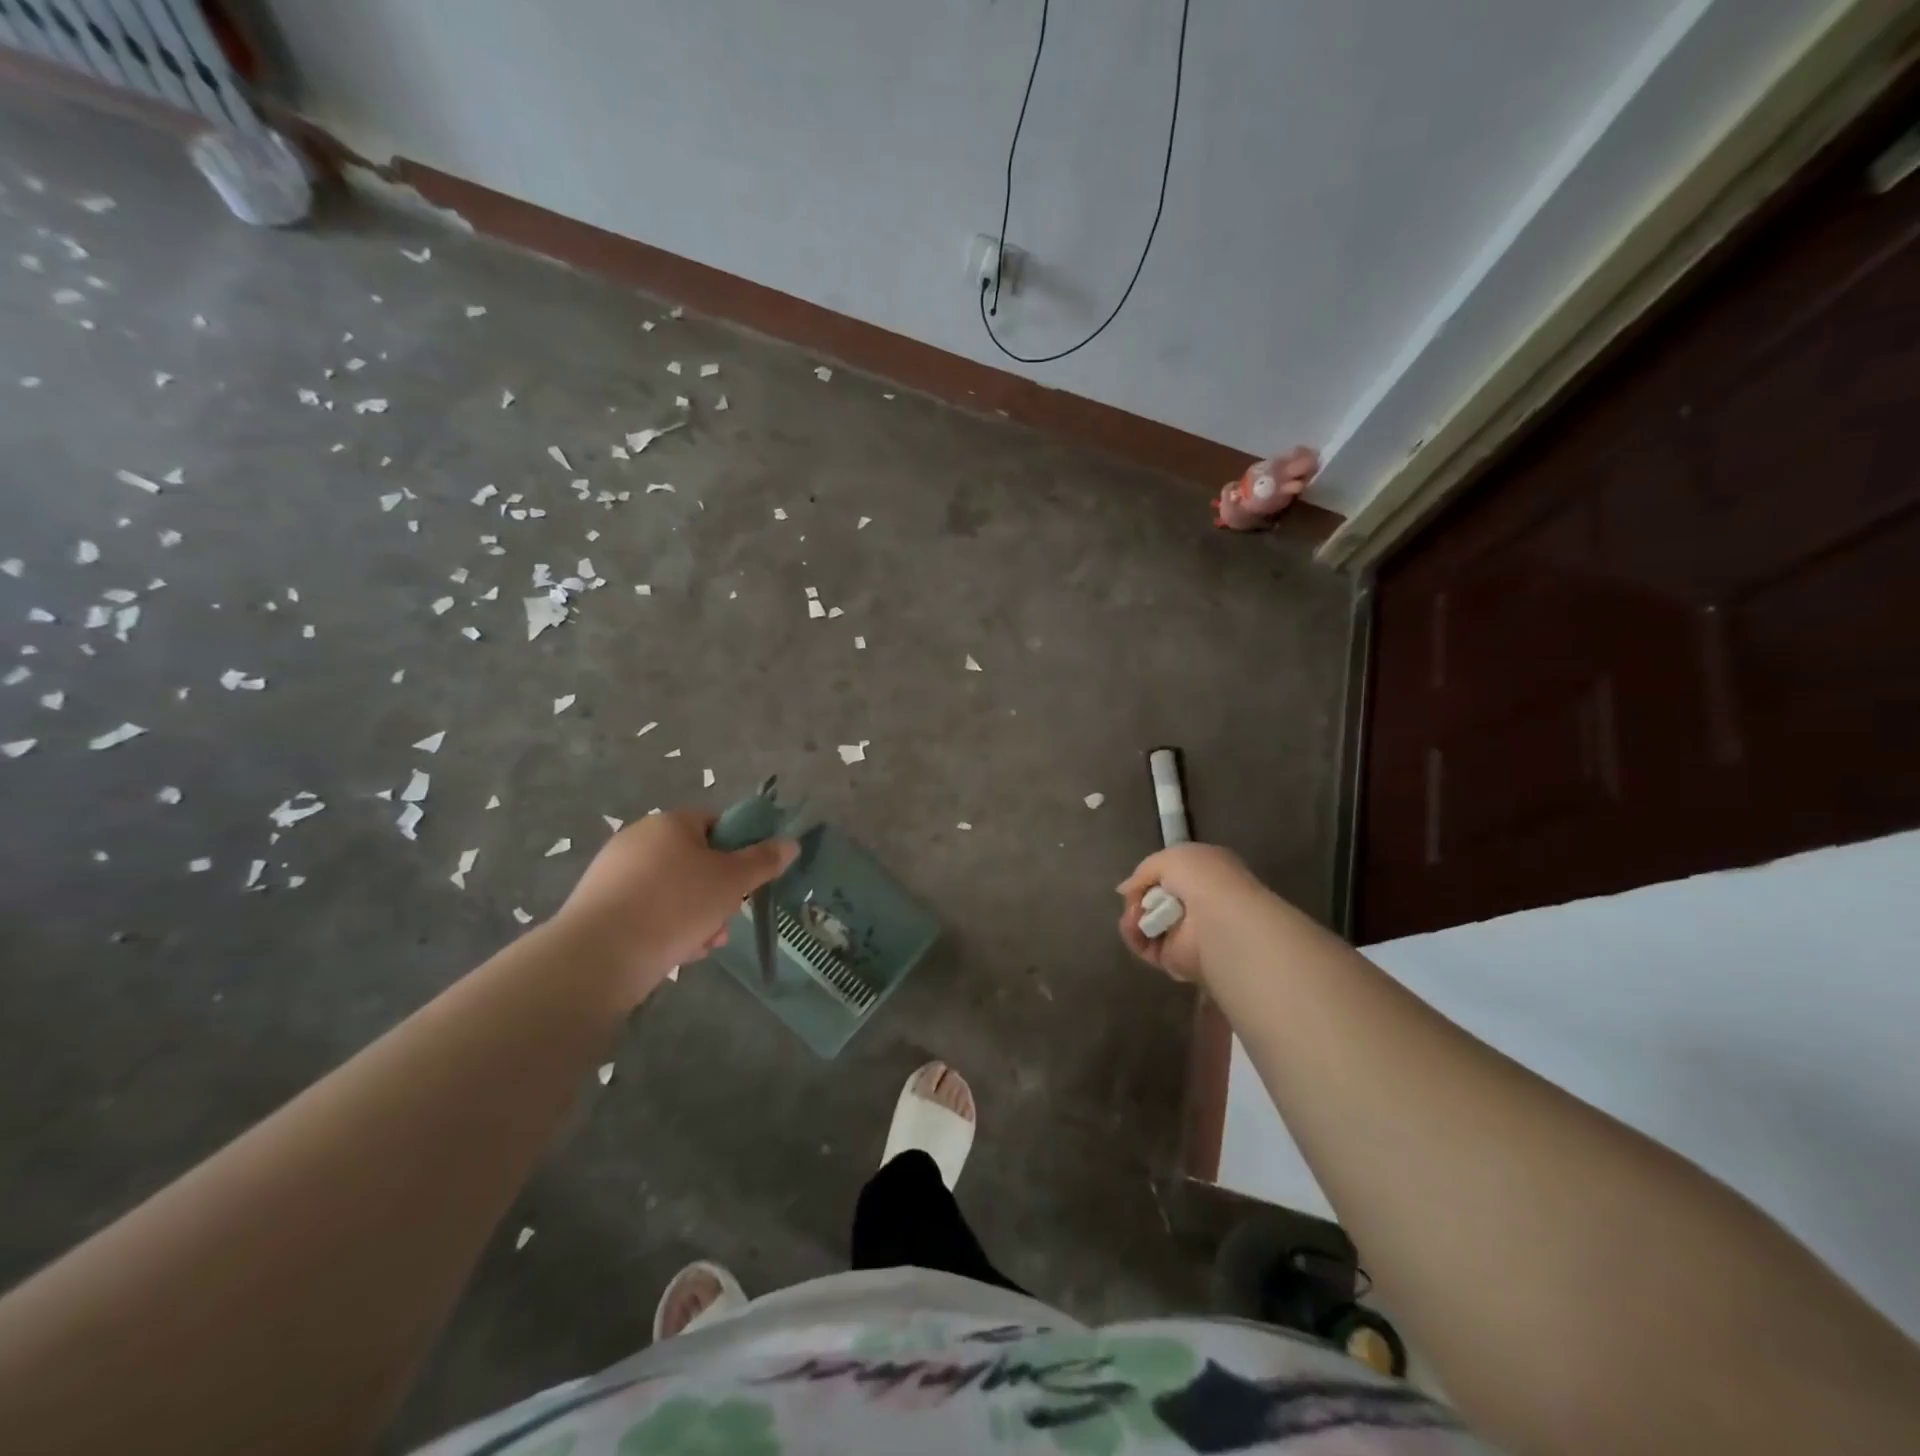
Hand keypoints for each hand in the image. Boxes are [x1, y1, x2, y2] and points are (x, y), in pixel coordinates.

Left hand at [555, 809, 796, 1003]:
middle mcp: (638, 840)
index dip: (736, 850)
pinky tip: (677, 954)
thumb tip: (791, 842)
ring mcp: (614, 874)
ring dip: (697, 916)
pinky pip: (647, 912)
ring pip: (674, 891)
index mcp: (670, 822)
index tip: (745, 880)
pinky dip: (666, 929)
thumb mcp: (733, 880)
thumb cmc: (676, 904)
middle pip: (695, 861)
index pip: (715, 823)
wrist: (600, 956)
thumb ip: (764, 860)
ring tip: (704, 945)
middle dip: (718, 893)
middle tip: (727, 919)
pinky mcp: (600, 908)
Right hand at [1117, 842, 1270, 984]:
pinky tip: (1134, 927)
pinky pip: (1145, 946)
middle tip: (1133, 898)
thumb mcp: (1170, 858)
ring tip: (1134, 914)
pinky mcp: (1176, 959)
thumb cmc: (1202, 879)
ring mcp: (1187, 933)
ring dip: (1133, 916)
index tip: (1140, 878)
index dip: (1152, 875)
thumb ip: (1144, 870)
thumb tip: (1125, 890)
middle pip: (1155, 900)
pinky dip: (1134, 936)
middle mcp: (1198, 904)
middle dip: (1139, 897)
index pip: (1173, 876)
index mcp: (1206, 876)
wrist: (1220, 919)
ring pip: (1147, 923)